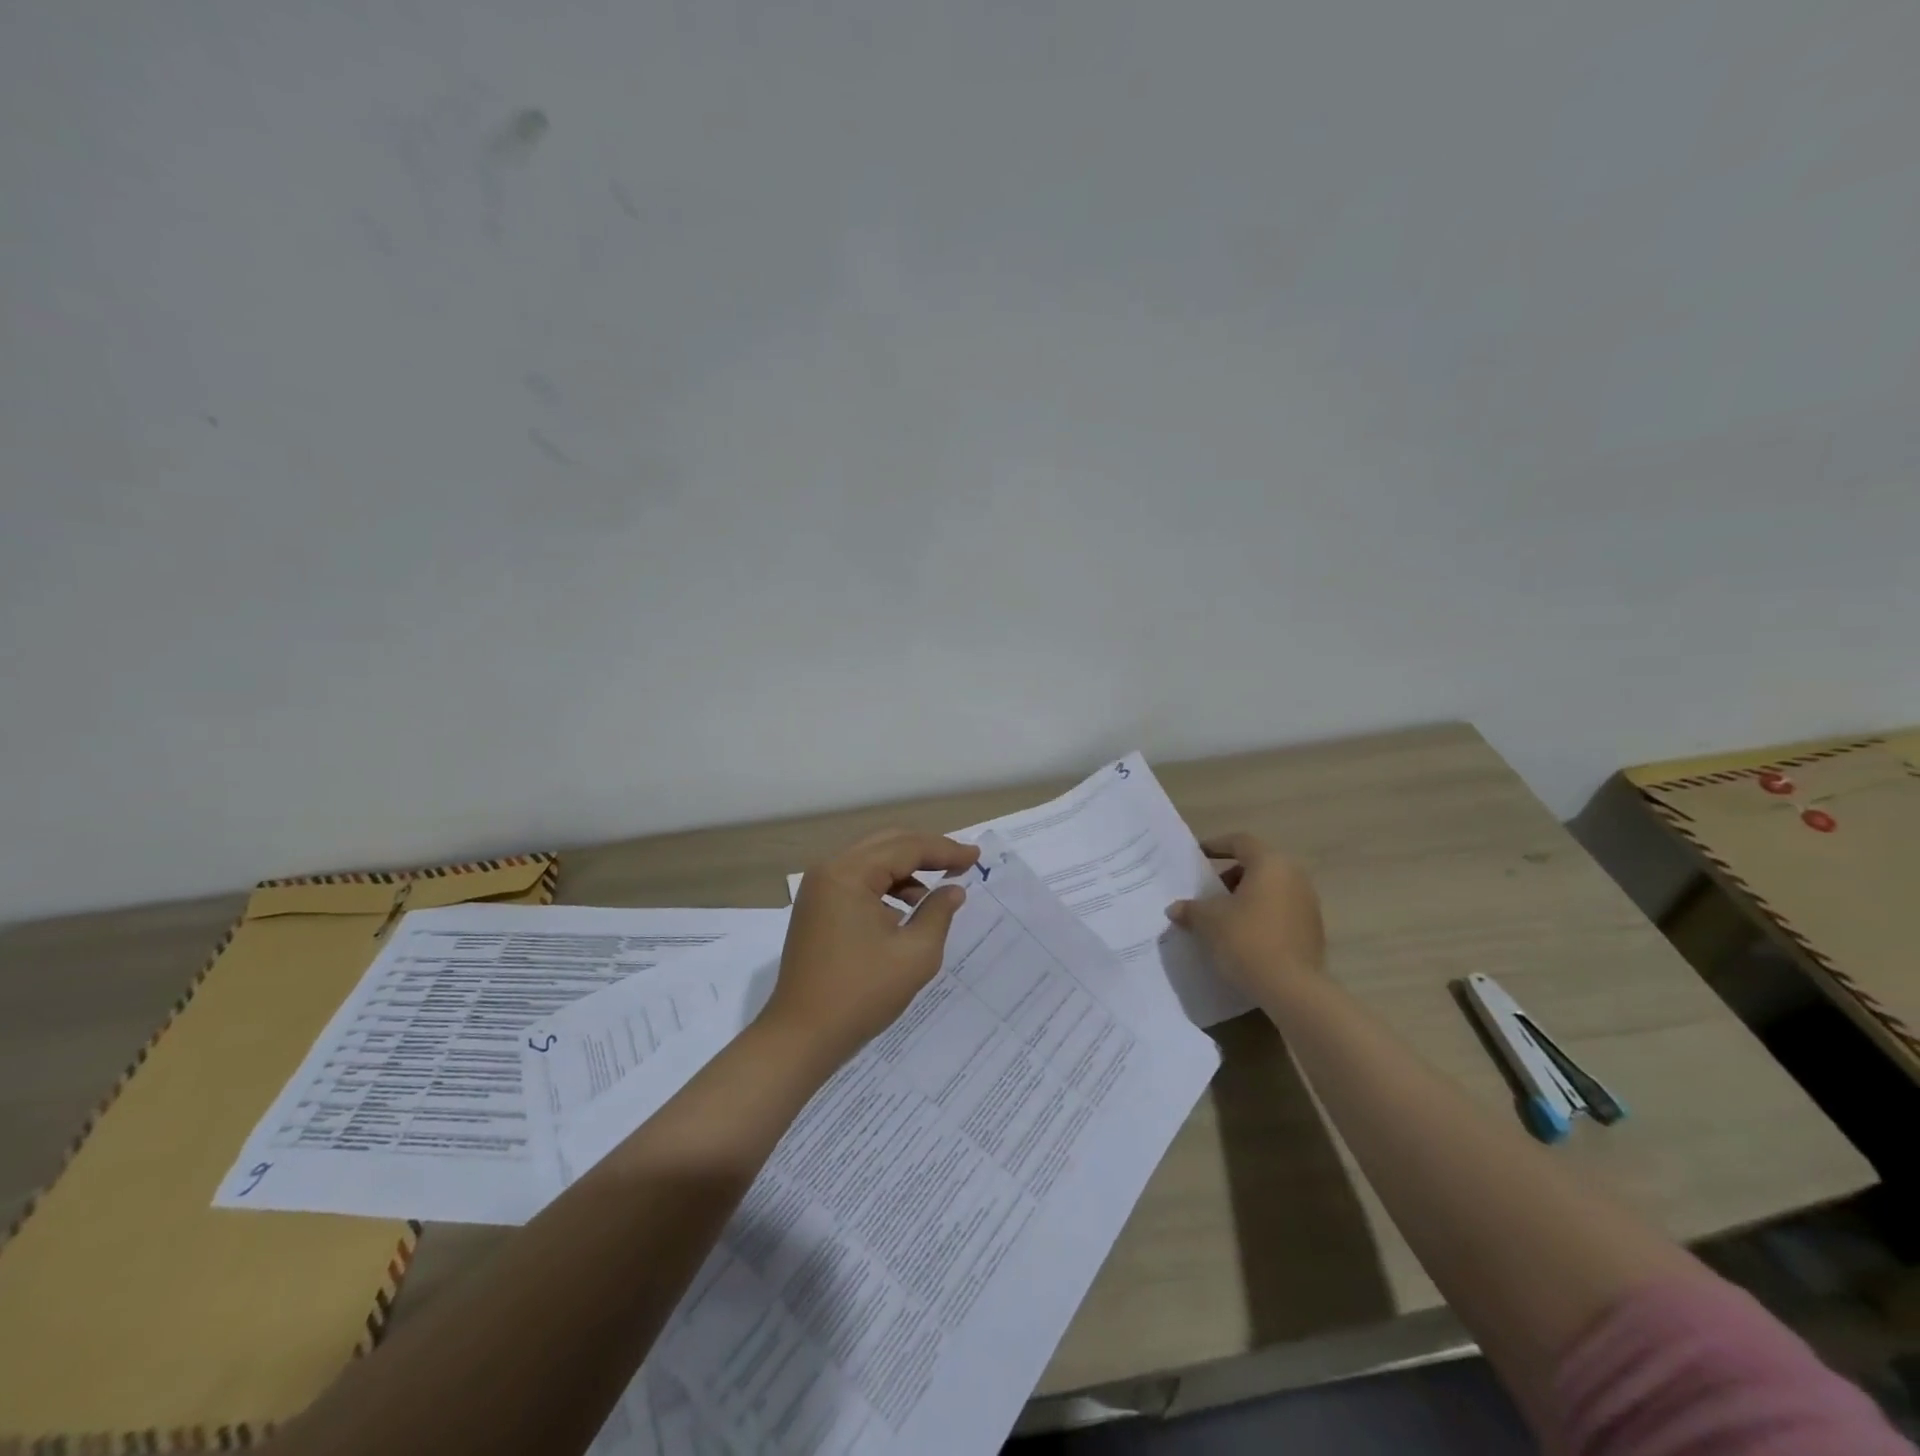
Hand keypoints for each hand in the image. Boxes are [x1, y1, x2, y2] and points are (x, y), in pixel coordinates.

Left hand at [760, 830, 981, 1066]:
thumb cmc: (861, 994)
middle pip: (886, 845)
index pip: (906, 848)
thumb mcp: (914, 954)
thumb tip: (953, 890)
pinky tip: (906, 910)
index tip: (976, 857)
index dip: (945, 850)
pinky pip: (858, 882)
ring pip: (871, 861)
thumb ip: (938, 913)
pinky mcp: (816, 908)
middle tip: (962, 862)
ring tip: (936, 893)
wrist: (801, 1037)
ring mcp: (818, 889)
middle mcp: (829, 870)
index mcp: (849, 874)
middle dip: (926, 851)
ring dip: (906, 870)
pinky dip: (885, 887)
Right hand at [1167, 832, 1325, 1000]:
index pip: (1241, 842)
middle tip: (1210, 893)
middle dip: (1231, 876)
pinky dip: (1262, 916)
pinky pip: (1281, 912)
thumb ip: (1191, 909)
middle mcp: (1294, 877)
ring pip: (1271, 890)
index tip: (1198, 856)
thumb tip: (1176, 908)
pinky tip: (1244, 937)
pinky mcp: (1314, 931)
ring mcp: (1308, 904)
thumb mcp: (1208, 921)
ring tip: (1224, 917)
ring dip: (1247, 898)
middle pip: (1258, 865)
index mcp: (1270, 864)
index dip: (1217, 845)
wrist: (1292, 989)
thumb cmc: (1246, 940)